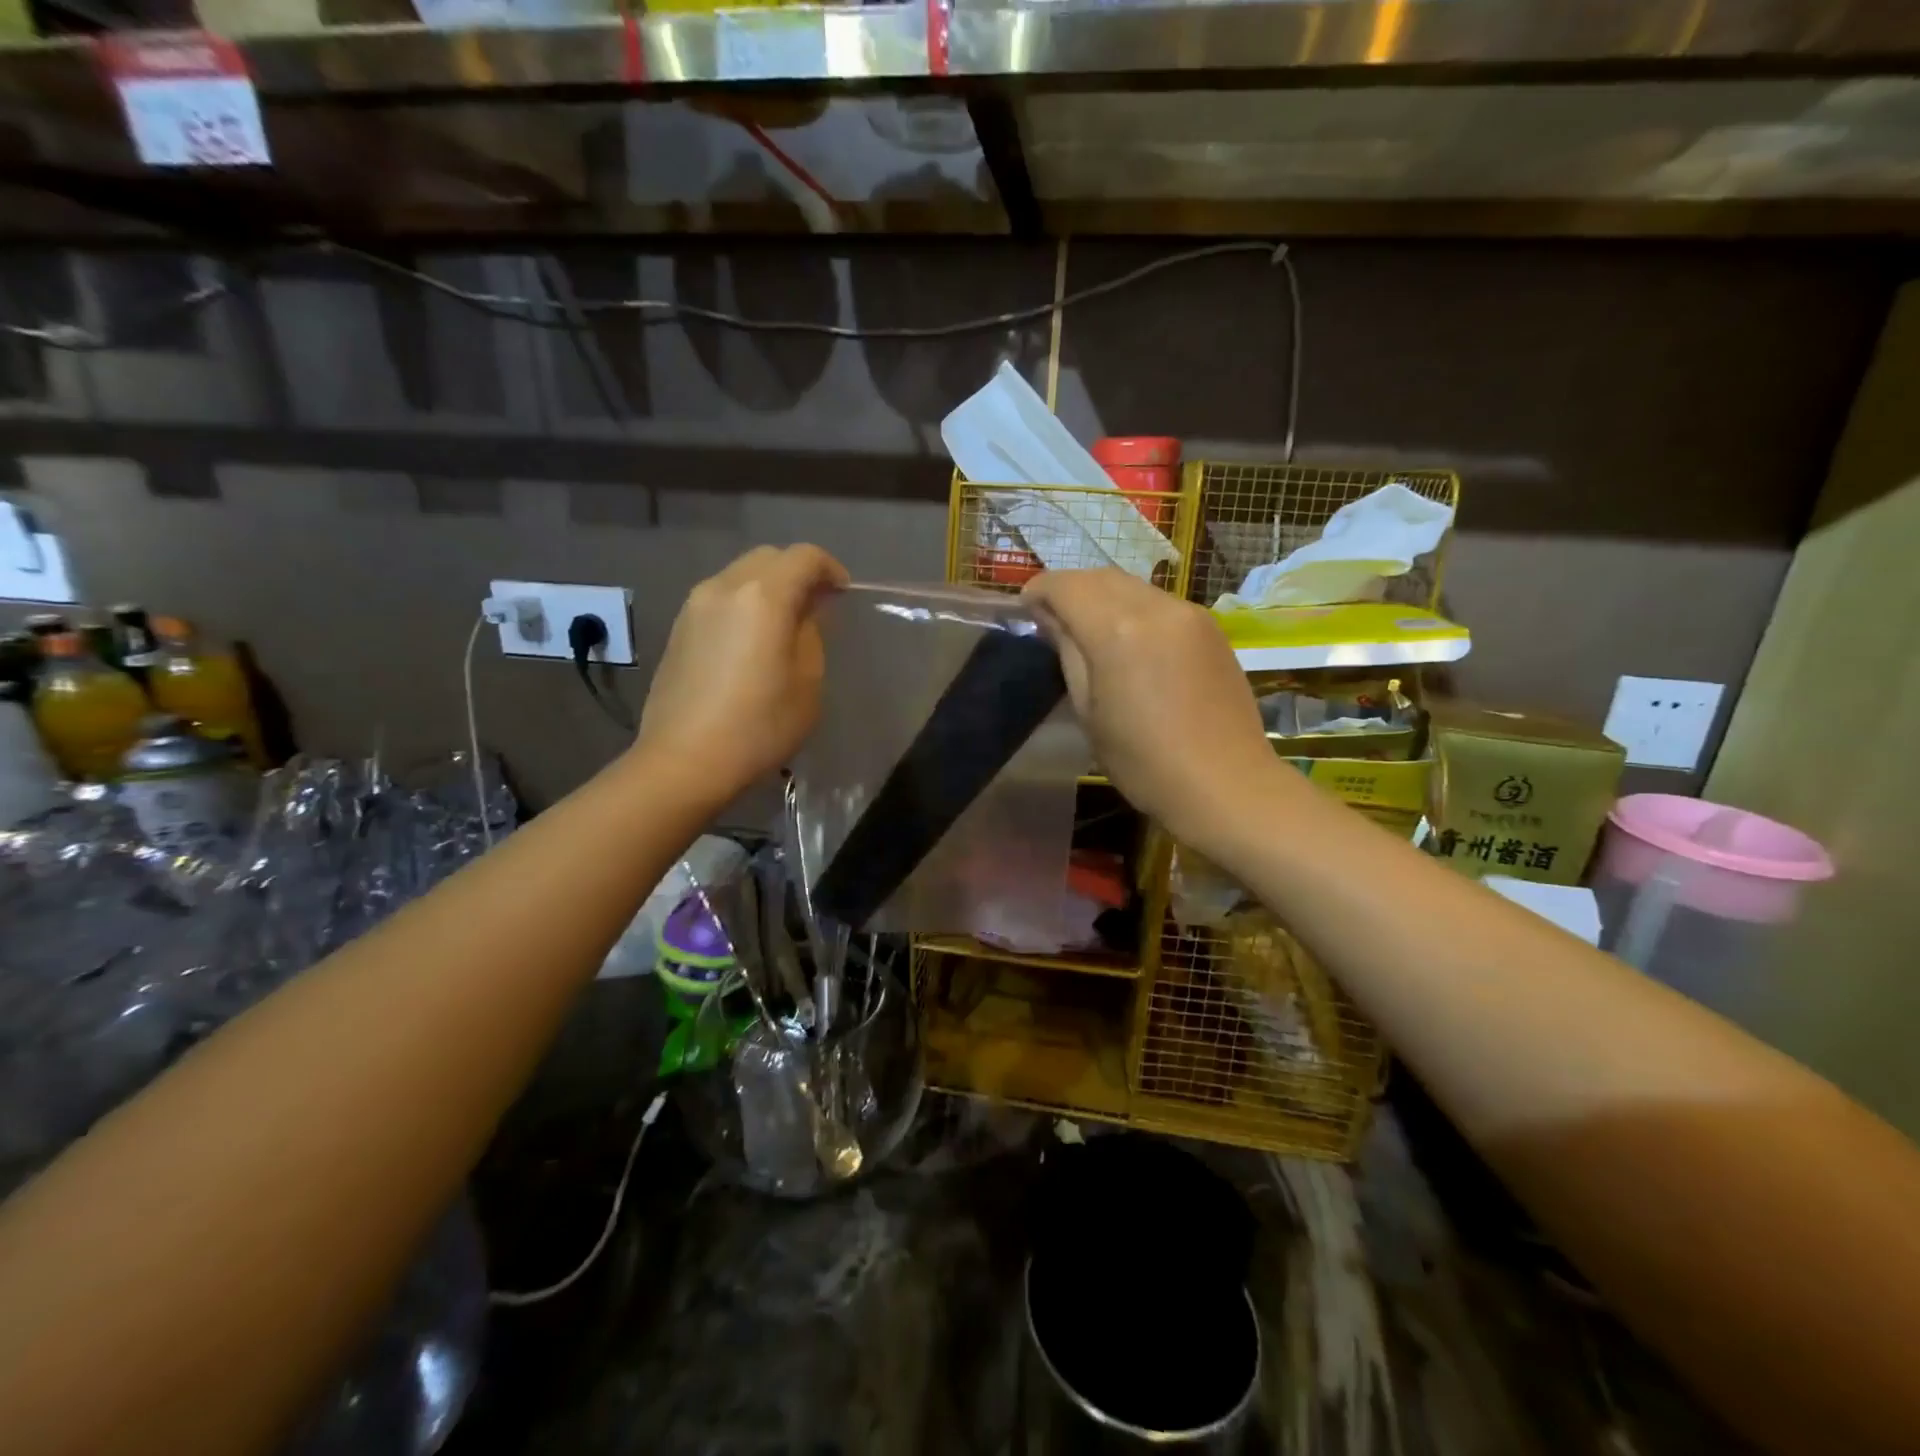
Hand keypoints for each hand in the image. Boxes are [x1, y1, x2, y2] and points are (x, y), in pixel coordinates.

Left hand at [639, 545, 848, 799]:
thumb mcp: (807, 683)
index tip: (843, 595)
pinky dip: (743, 605)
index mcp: (763, 597)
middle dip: (798, 573)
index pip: (804, 557)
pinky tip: (751, 641)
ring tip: (784, 624)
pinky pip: (720, 599)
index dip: (830, 569)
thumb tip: (802, 615)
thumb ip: (810, 636)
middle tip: (817, 607)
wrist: (684, 761)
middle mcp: (725, 587)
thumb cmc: (759, 726)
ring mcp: (694, 606)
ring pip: (740, 575)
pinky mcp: (678, 628)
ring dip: (768, 588)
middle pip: (769, 558)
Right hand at [1022, 569, 1284, 847]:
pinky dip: (1133, 609)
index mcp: (1117, 630)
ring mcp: (1188, 613)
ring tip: (1087, 629)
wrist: (1227, 783)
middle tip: (1050, 619)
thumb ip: (1067, 653)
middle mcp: (1155, 607)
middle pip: (1100, 577)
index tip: (1024, 610)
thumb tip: (1049, 618)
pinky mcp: (1211, 627)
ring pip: (1132, 586)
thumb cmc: (1144, 761)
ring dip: (1102, 596)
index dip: (1038, 591)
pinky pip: (1160, 603)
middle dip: (1070, 589)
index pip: (1066, 586)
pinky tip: (1129, 642)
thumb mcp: (1089, 712)